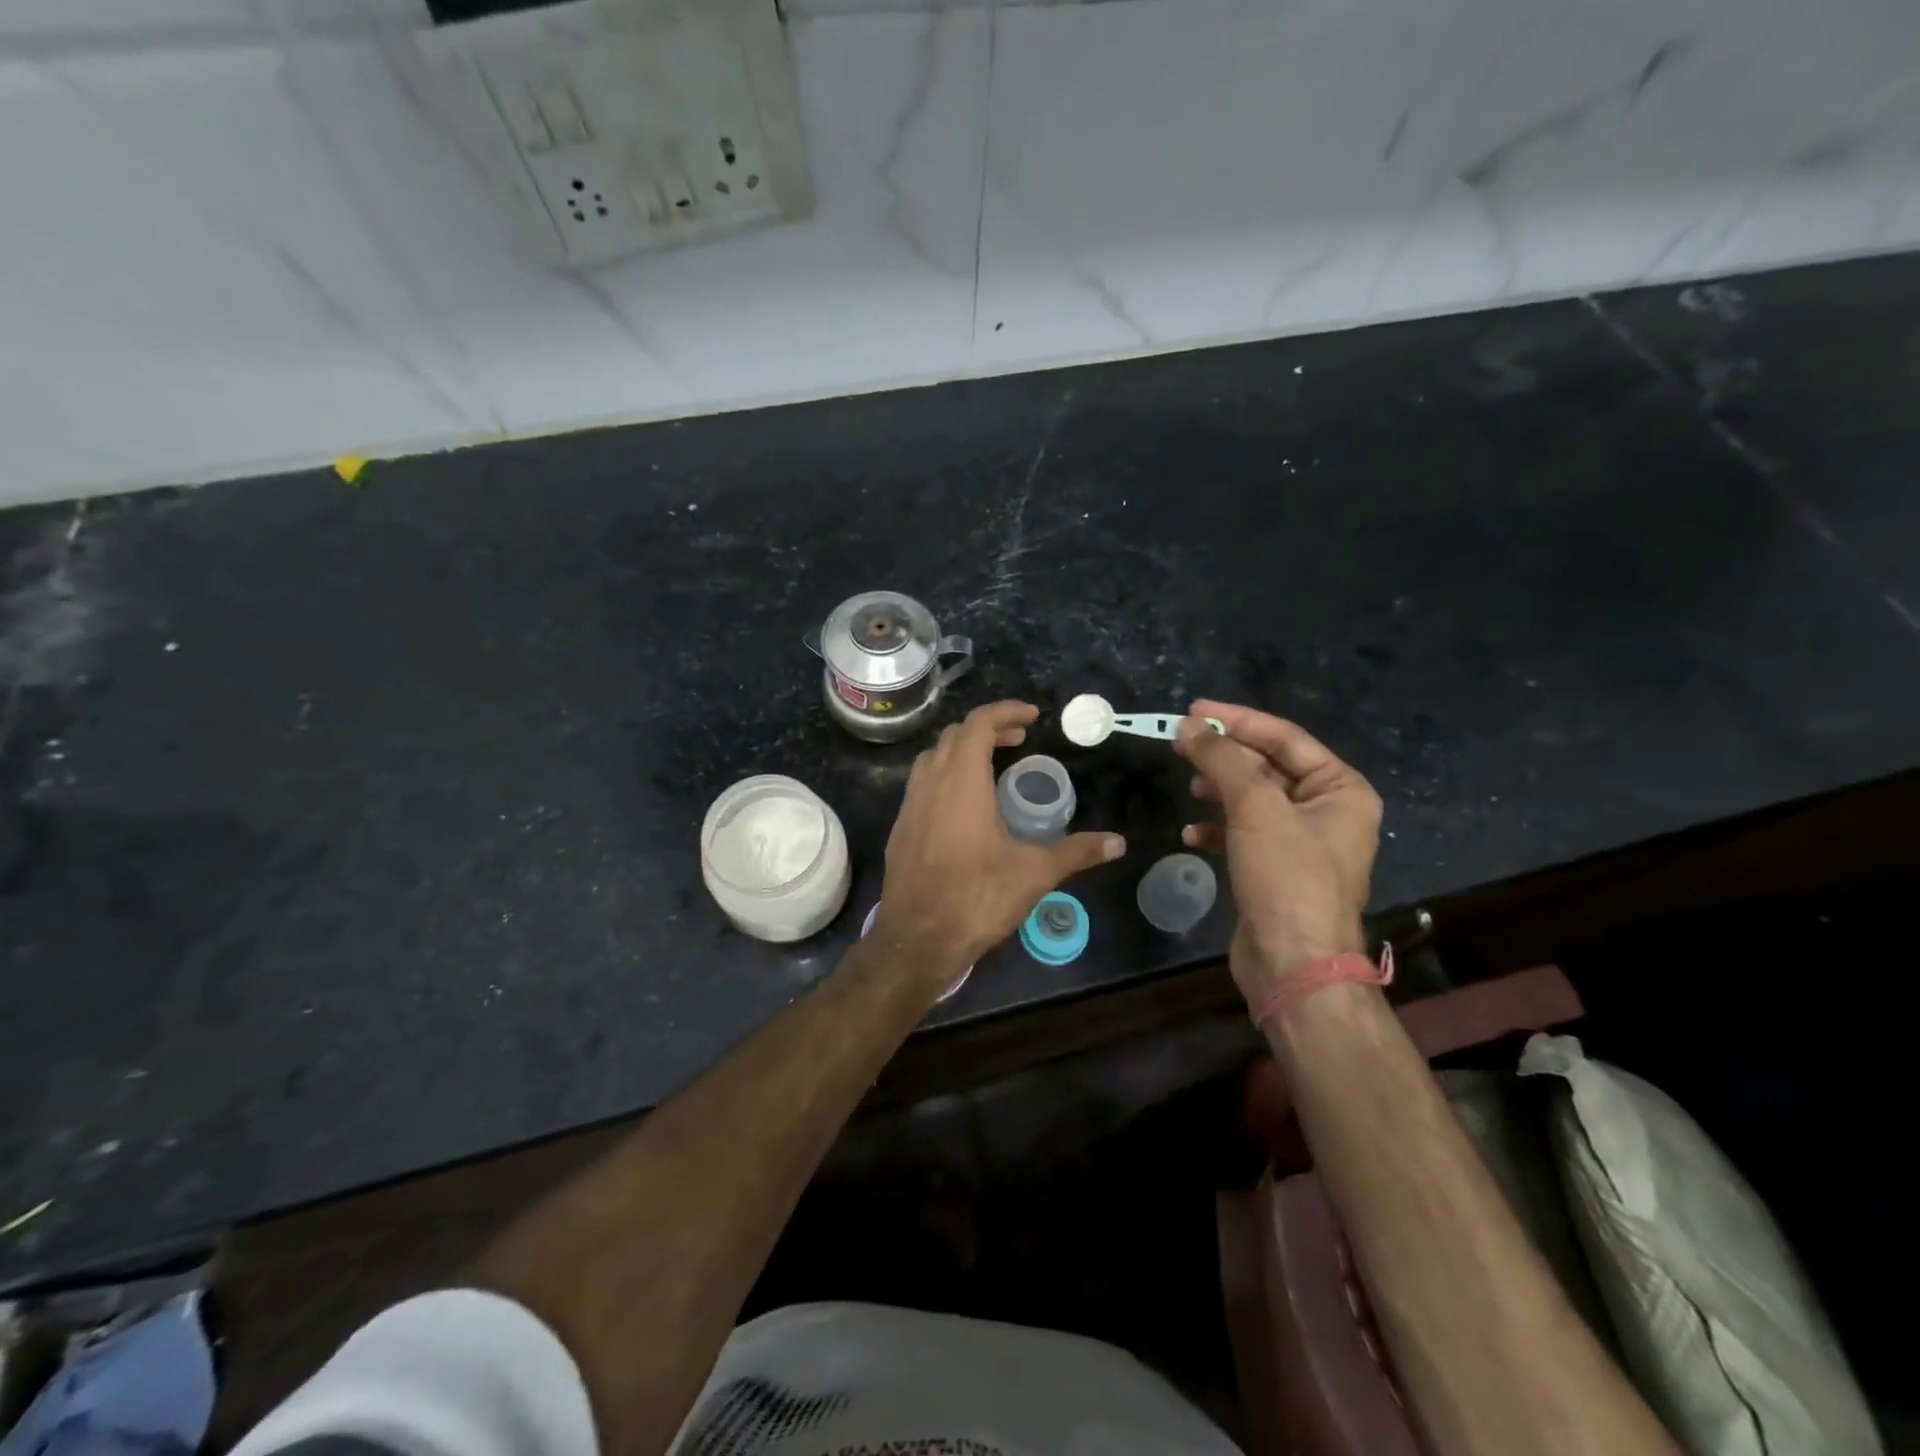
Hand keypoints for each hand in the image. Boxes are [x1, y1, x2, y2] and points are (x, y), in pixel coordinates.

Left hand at [874, 701, 1124, 976]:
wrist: (917, 939)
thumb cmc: (977, 897)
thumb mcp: (1034, 873)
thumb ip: (1076, 852)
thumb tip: (1118, 843)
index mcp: (962, 781)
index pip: (979, 723)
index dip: (1006, 711)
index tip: (1032, 716)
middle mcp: (930, 783)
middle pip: (955, 735)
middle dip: (987, 729)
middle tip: (1018, 739)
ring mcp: (909, 806)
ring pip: (933, 758)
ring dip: (962, 751)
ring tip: (992, 766)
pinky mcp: (900, 829)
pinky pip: (922, 785)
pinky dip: (945, 777)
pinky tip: (964, 807)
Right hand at [1174, 700, 1381, 1004]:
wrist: (1293, 963)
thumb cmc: (1287, 877)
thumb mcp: (1255, 808)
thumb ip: (1222, 760)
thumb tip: (1189, 726)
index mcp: (1341, 789)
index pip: (1285, 738)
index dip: (1237, 720)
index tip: (1193, 709)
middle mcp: (1327, 811)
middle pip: (1268, 766)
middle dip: (1224, 756)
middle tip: (1181, 744)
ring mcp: (1301, 843)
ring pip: (1253, 799)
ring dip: (1219, 790)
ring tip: (1189, 787)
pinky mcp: (1276, 869)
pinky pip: (1244, 833)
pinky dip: (1218, 827)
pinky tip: (1193, 833)